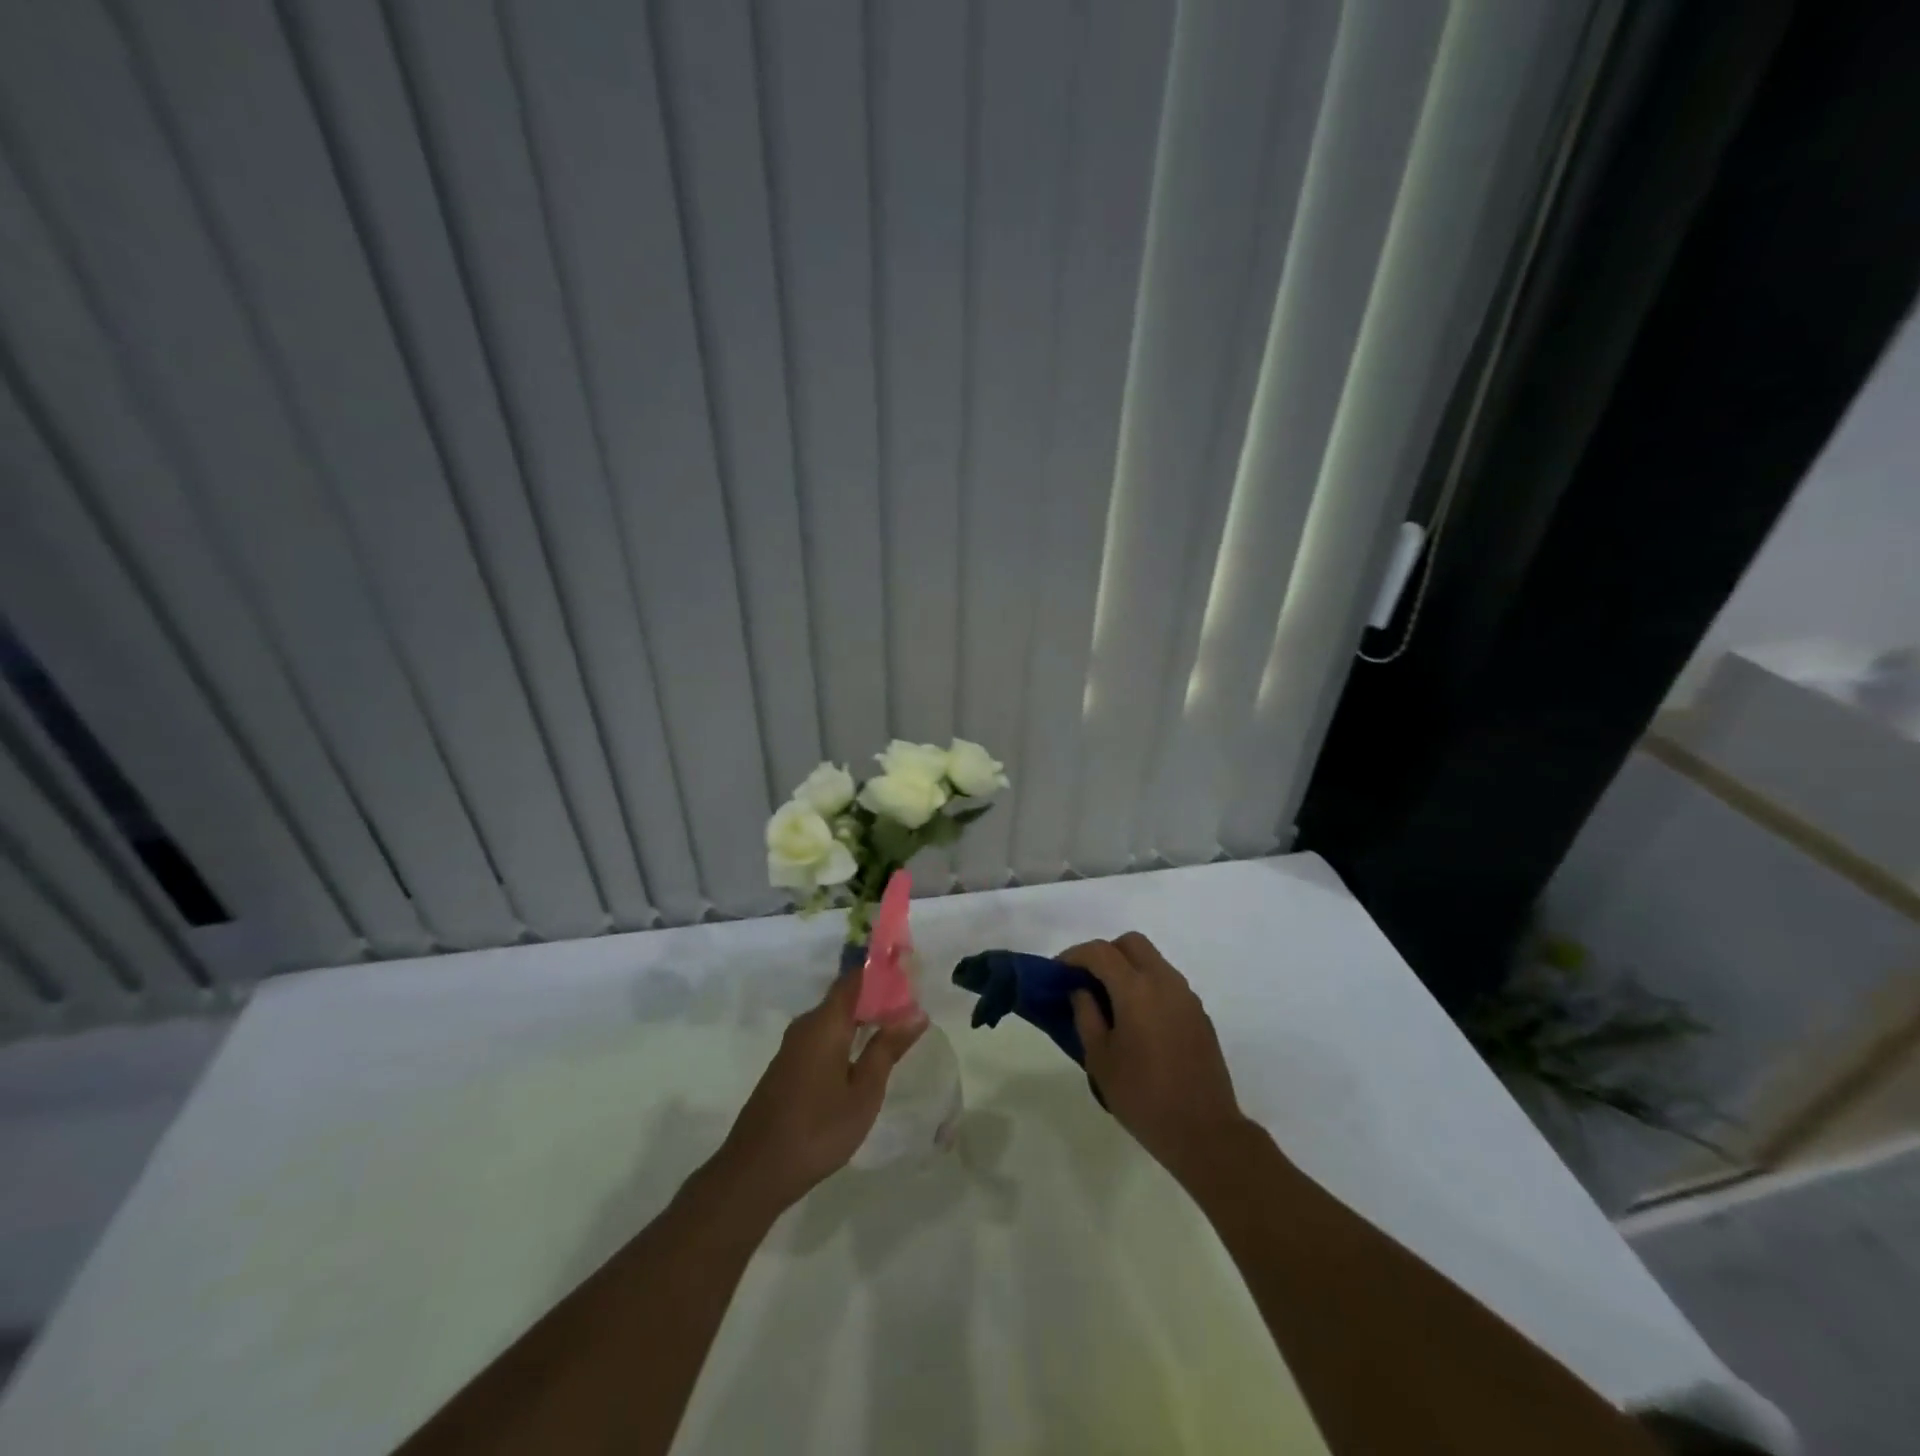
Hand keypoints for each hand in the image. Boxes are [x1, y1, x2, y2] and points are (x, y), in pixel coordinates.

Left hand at [712, 970, 926, 1214]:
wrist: (755, 1172)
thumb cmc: (817, 1130)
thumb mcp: (863, 1092)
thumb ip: (887, 1049)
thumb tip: (916, 1012)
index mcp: (825, 1023)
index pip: (856, 978)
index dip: (883, 971)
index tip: (911, 972)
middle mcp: (806, 1025)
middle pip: (846, 996)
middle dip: (878, 997)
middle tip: (913, 1008)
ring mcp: (793, 1047)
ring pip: (834, 1019)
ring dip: (863, 1020)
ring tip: (896, 1031)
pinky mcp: (788, 1066)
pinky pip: (823, 1037)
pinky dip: (847, 1037)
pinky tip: (864, 1057)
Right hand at [1063, 933, 1248, 1180]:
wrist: (1204, 1132)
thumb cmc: (1143, 1097)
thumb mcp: (1100, 1059)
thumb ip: (1086, 1015)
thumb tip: (1081, 990)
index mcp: (1136, 990)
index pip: (1100, 952)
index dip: (1074, 955)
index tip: (1058, 971)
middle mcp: (1164, 982)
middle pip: (1131, 943)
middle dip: (1105, 953)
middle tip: (1086, 980)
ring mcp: (1186, 996)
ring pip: (1152, 960)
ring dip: (1128, 968)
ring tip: (1109, 1001)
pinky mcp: (1199, 1013)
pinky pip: (1167, 982)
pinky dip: (1146, 985)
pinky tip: (1136, 1019)